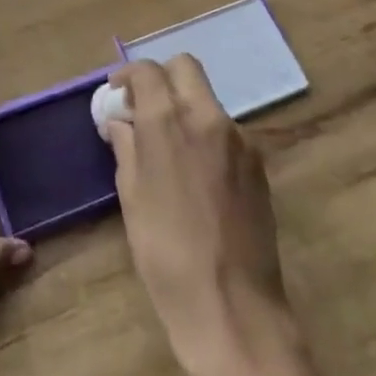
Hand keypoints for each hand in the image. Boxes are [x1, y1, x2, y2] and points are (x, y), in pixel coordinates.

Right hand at [104, 55, 298, 375]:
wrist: (233, 307)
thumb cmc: (166, 254)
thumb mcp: (131, 198)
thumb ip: (126, 148)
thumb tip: (121, 123)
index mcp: (168, 121)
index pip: (147, 71)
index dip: (127, 76)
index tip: (116, 94)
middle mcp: (207, 117)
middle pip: (185, 68)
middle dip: (161, 78)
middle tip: (143, 108)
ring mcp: (239, 139)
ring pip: (207, 99)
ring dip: (185, 107)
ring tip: (169, 147)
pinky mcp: (258, 164)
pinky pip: (226, 131)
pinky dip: (206, 134)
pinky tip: (196, 174)